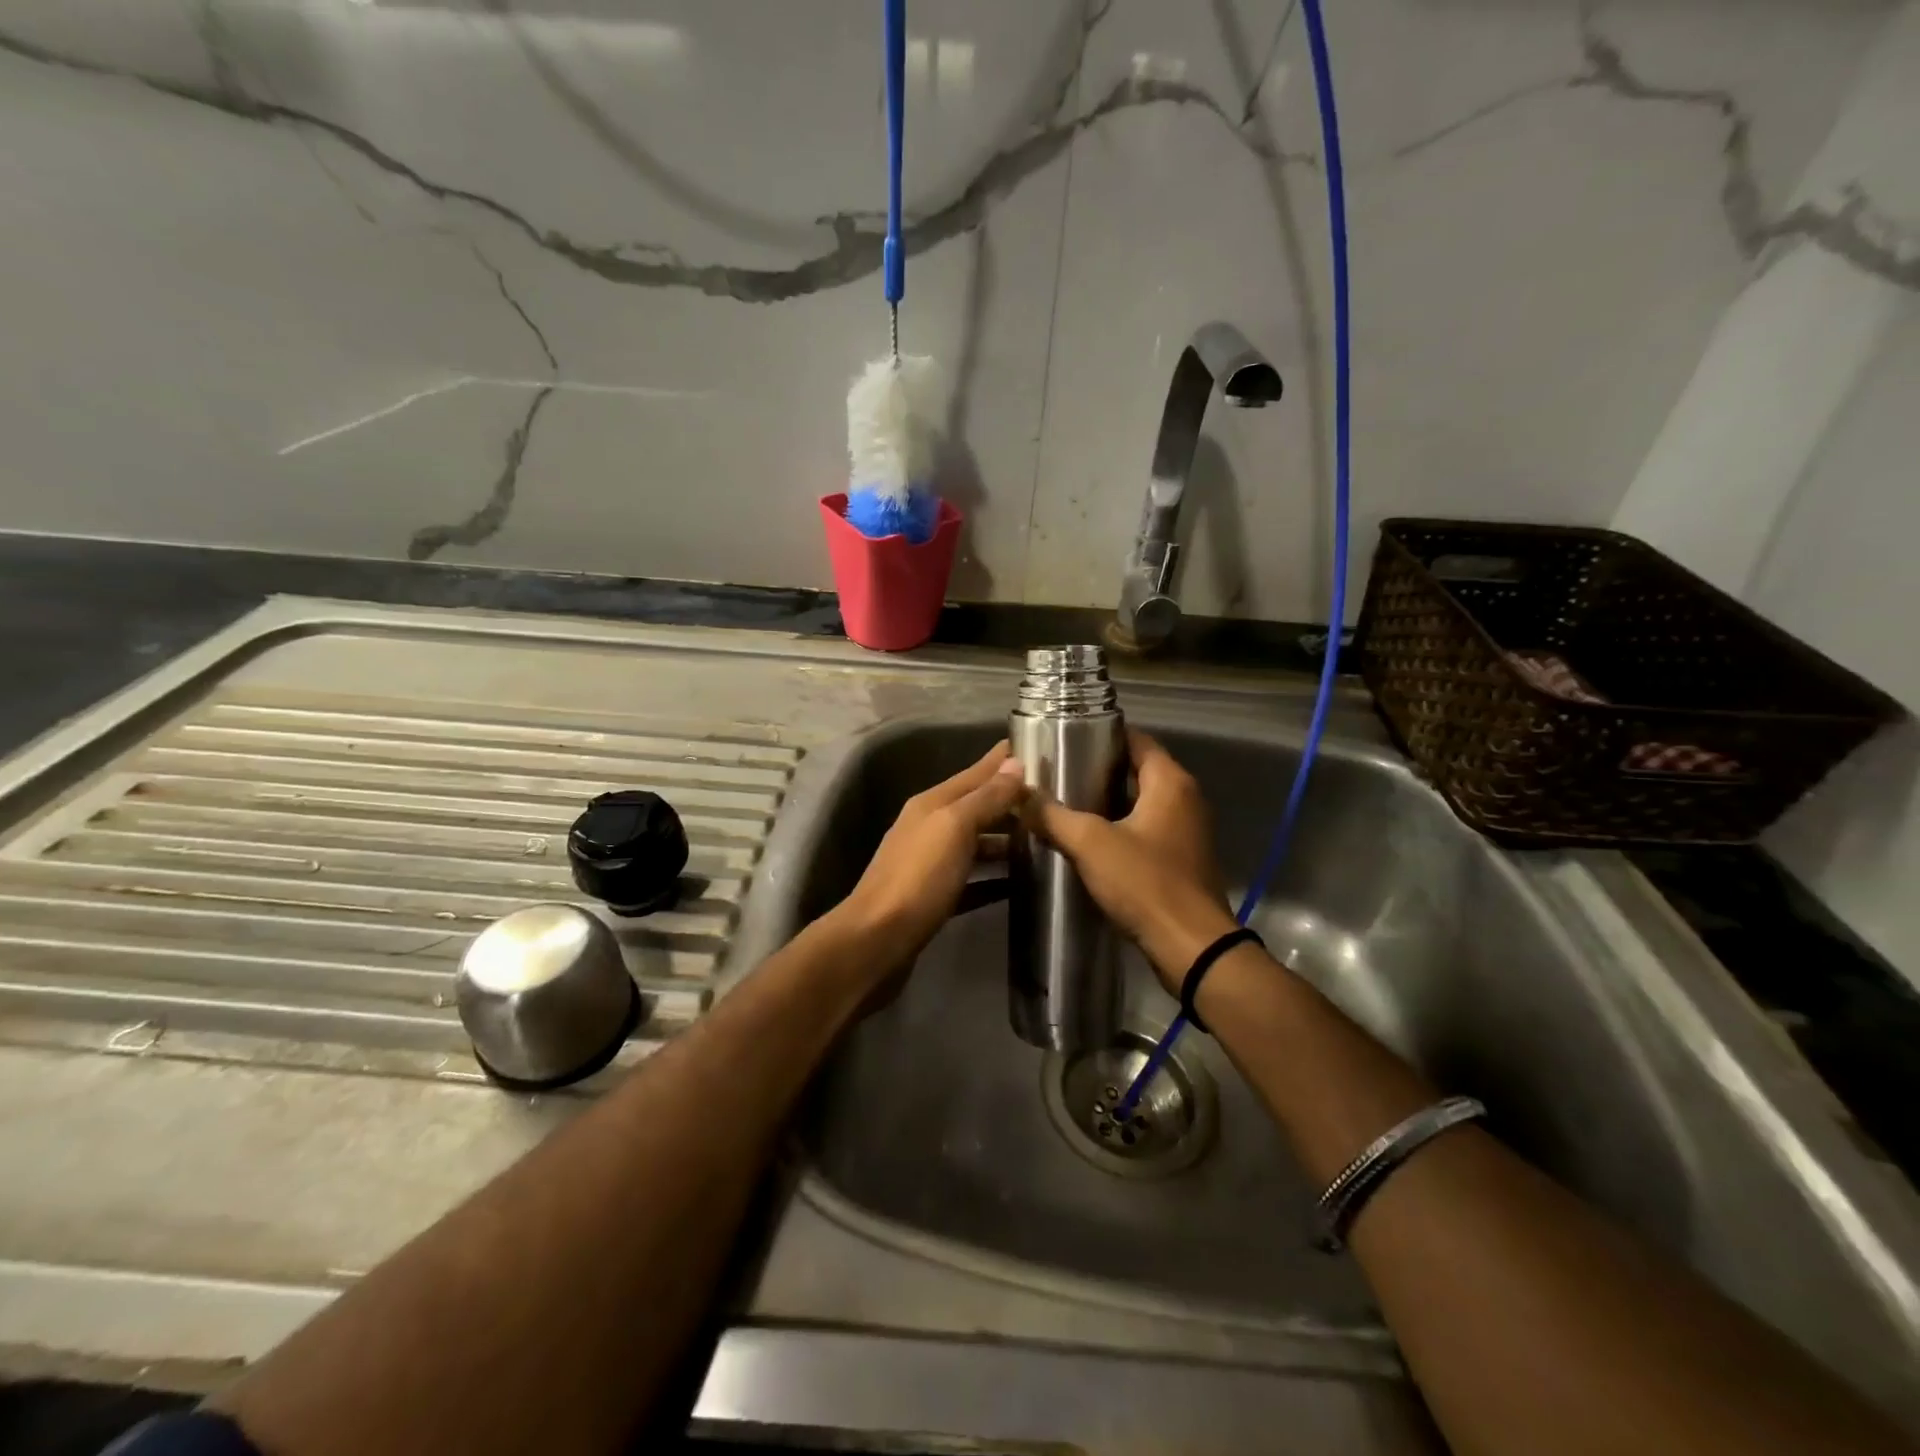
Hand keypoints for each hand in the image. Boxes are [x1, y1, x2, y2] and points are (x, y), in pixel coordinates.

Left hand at [837, 741, 1027, 975]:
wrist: (877, 939)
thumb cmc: (919, 877)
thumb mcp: (954, 828)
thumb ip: (985, 797)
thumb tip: (1014, 763)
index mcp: (932, 804)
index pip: (975, 773)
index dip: (1002, 761)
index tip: (1033, 746)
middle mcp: (929, 827)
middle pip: (976, 807)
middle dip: (1009, 801)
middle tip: (1052, 799)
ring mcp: (930, 864)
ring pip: (975, 843)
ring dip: (1004, 840)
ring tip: (1043, 840)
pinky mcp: (935, 897)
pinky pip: (972, 880)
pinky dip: (994, 878)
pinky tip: (1018, 883)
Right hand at [1021, 729, 1236, 991]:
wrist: (1191, 948)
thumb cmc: (1146, 883)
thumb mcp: (1091, 844)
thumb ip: (1052, 816)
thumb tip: (1018, 795)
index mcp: (1171, 782)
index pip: (1136, 739)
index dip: (1102, 734)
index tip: (1065, 737)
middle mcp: (1185, 799)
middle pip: (1137, 770)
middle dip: (1098, 769)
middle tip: (1056, 771)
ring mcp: (1186, 831)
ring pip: (1140, 803)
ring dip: (1106, 802)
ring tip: (1064, 802)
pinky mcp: (1180, 860)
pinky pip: (1146, 830)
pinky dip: (1119, 828)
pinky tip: (1086, 840)